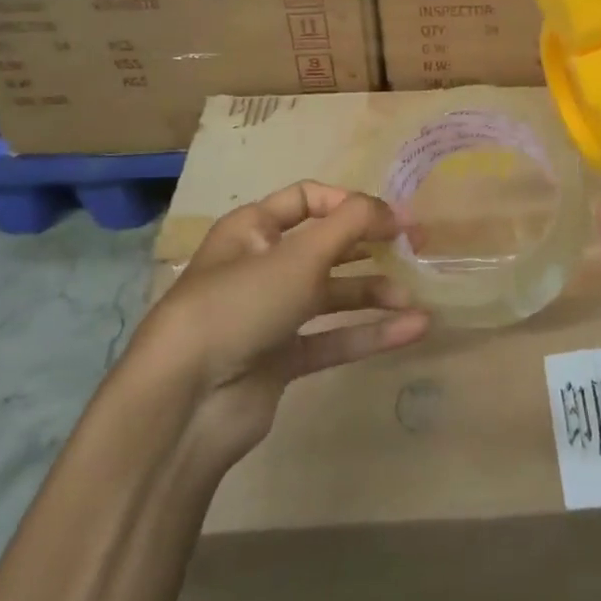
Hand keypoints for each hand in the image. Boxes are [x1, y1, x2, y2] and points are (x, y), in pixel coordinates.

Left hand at [130, 181, 429, 472]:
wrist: (186, 401)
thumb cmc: (241, 304)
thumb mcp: (300, 254)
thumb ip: (352, 224)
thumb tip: (393, 210)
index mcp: (253, 229)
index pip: (307, 199)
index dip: (350, 203)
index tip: (391, 217)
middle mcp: (262, 266)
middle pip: (325, 247)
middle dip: (369, 247)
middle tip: (414, 249)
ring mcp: (271, 315)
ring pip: (332, 295)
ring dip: (373, 294)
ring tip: (413, 297)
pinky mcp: (281, 359)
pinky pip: (333, 338)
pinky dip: (369, 333)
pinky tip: (411, 330)